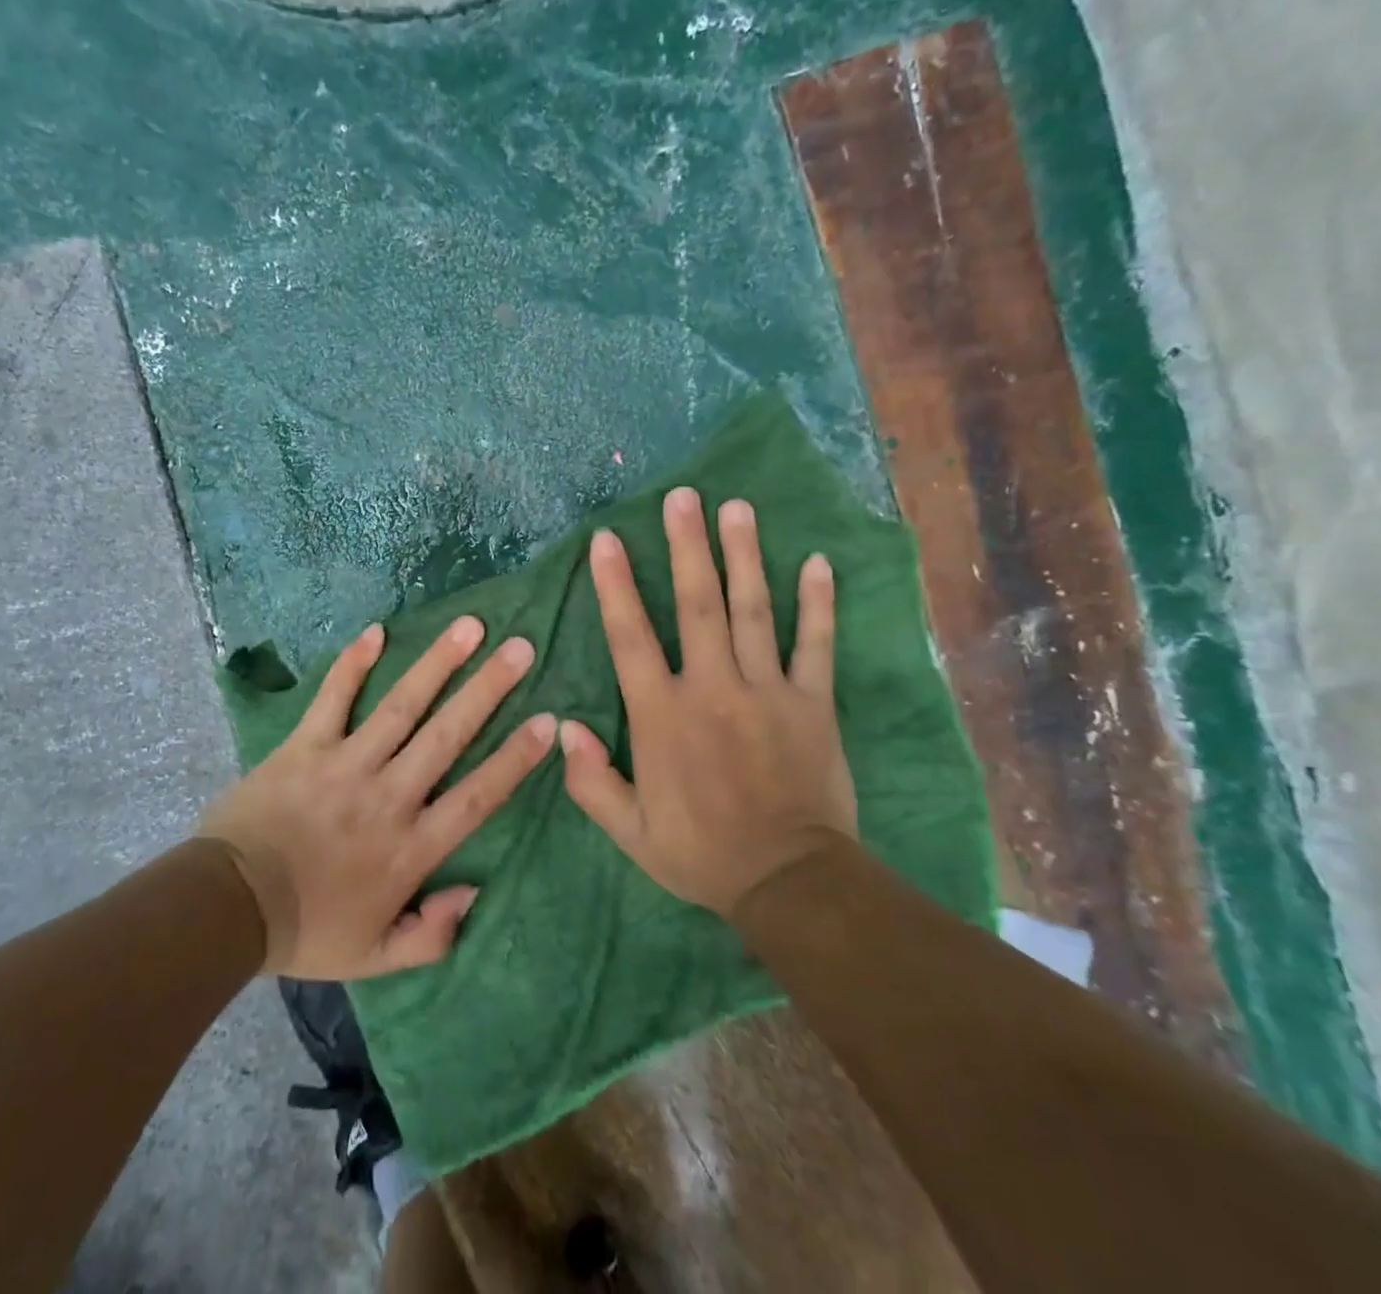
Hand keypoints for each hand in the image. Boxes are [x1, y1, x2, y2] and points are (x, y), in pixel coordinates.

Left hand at [200, 617, 556, 979]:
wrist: (228, 910)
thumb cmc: (306, 930)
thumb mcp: (375, 957)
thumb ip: (432, 935)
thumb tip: (475, 892)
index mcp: (411, 847)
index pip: (477, 796)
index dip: (515, 758)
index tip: (549, 721)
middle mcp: (388, 795)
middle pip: (448, 735)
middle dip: (488, 690)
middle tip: (521, 648)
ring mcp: (346, 764)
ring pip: (402, 706)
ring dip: (438, 663)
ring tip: (470, 627)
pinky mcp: (305, 746)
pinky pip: (333, 698)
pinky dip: (353, 664)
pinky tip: (376, 630)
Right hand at [562, 487, 857, 916]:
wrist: (790, 883)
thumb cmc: (701, 853)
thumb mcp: (630, 831)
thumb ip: (591, 780)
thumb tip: (562, 728)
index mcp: (663, 715)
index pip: (631, 636)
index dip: (616, 584)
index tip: (607, 539)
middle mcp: (712, 688)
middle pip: (698, 604)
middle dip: (687, 547)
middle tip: (682, 497)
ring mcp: (767, 691)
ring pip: (754, 611)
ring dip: (744, 556)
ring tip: (736, 508)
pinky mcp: (811, 703)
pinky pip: (815, 645)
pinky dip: (817, 604)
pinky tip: (815, 562)